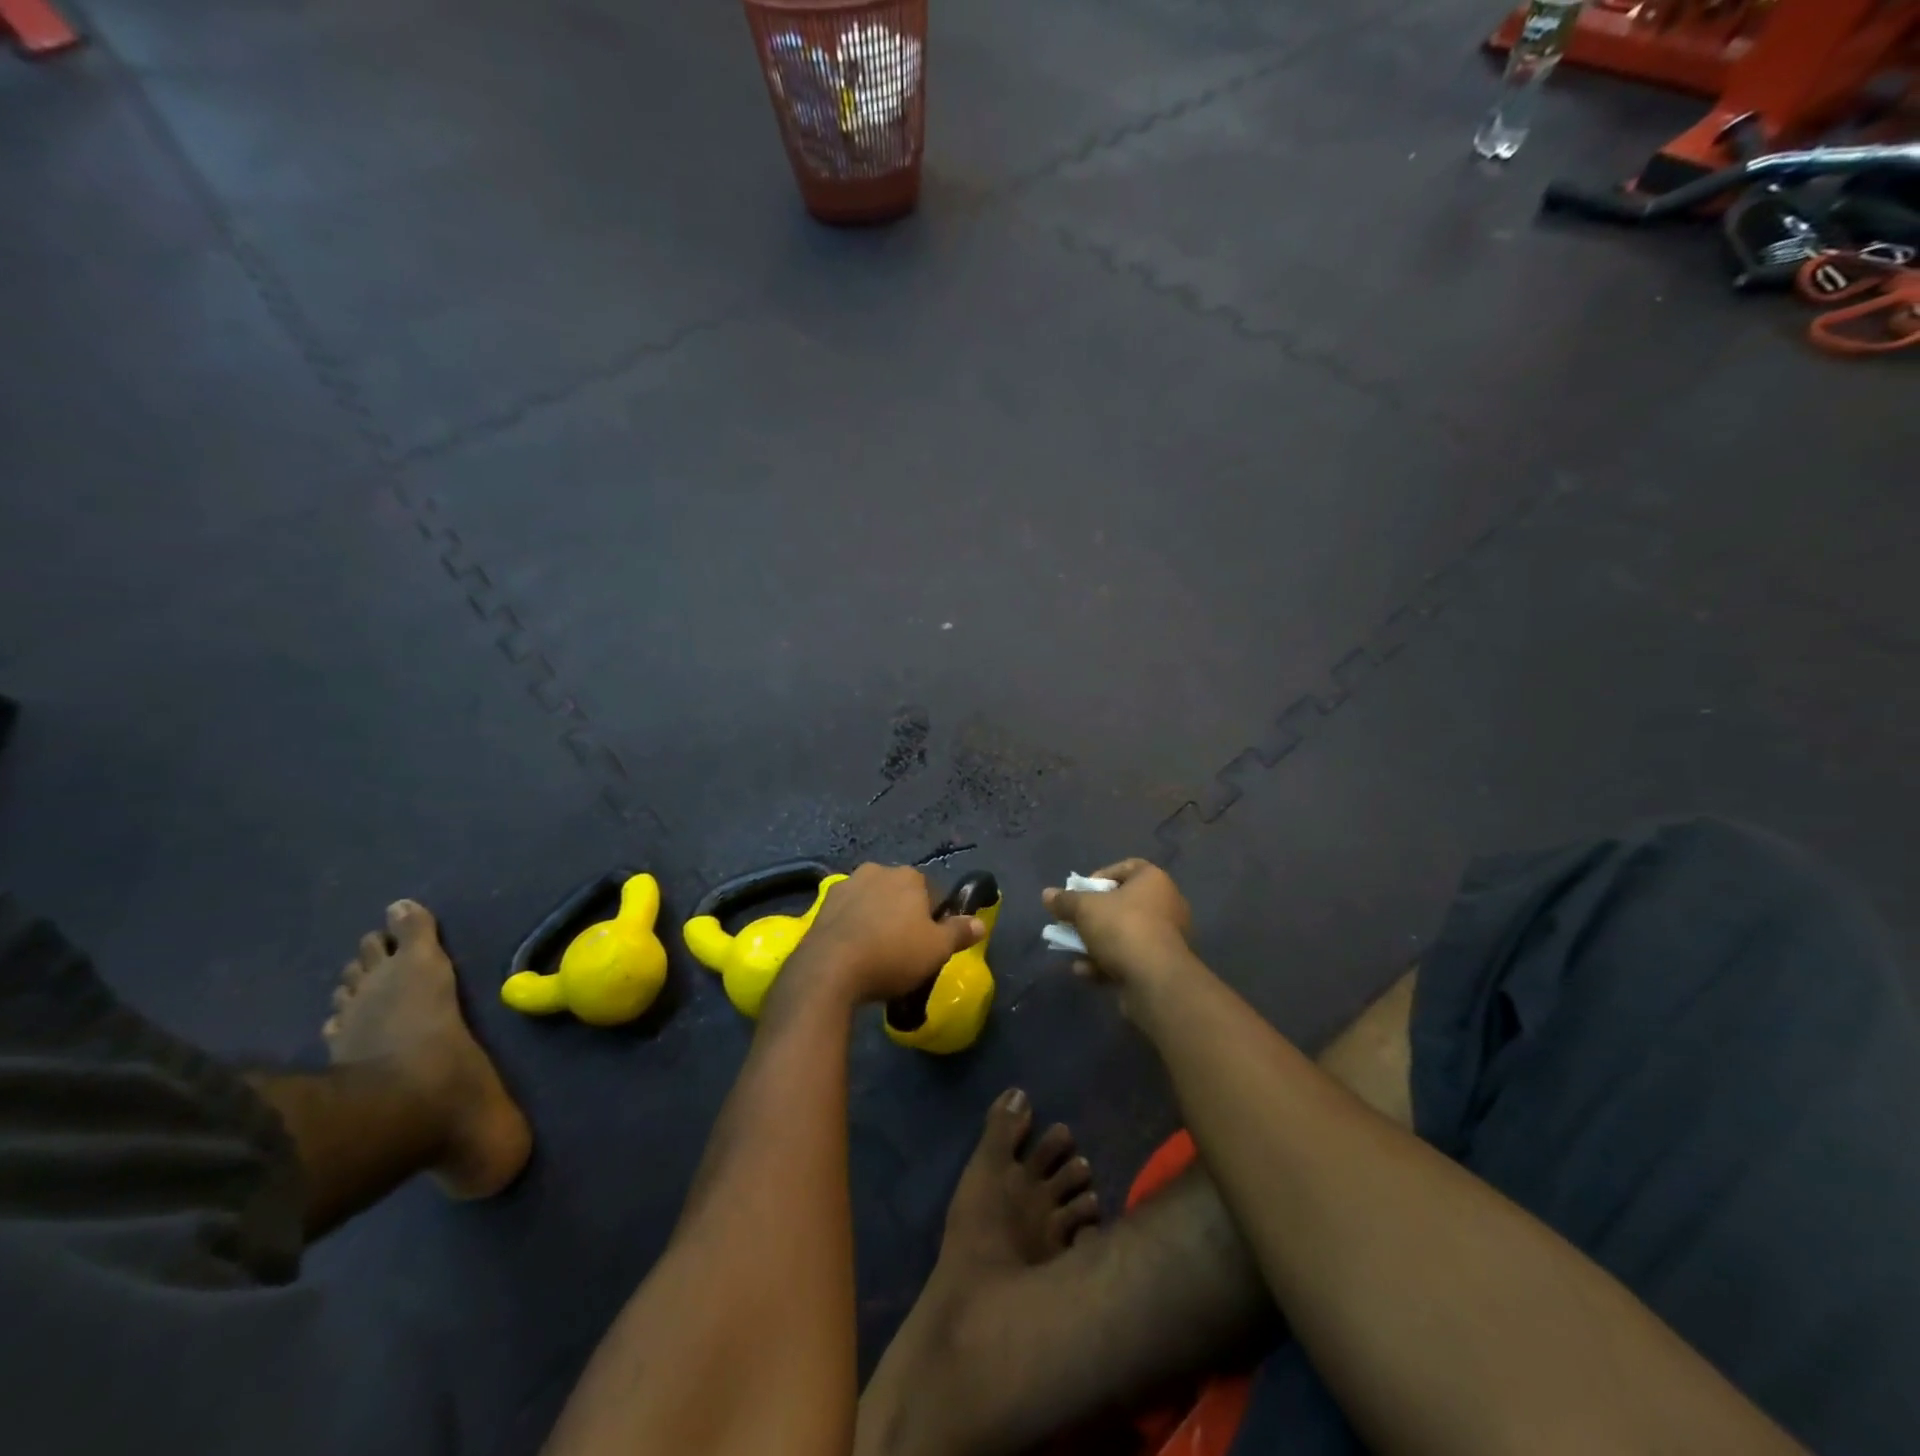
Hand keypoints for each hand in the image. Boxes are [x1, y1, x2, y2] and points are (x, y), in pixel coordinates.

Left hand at [787, 864, 983, 1005]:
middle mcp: (877, 870)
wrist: (829, 969)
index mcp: (908, 876)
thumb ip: (960, 932)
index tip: (929, 943)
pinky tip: (852, 952)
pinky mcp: (822, 905)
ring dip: (875, 918)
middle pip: (898, 893)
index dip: (933, 918)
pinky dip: (852, 926)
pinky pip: (846, 914)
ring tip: (875, 953)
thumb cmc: (892, 955)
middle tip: (903, 949)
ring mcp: (846, 885)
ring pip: (870, 901)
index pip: (931, 893)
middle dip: (902, 914)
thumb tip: (980, 923)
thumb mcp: (937, 949)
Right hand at [1042, 858, 1192, 995]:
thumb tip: (1047, 894)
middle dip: (1092, 916)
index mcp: (1153, 880)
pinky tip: (1085, 972)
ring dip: (1096, 943)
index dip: (1099, 877)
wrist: (1156, 980)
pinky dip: (1107, 963)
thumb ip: (1065, 900)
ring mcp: (1167, 937)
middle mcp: (1166, 904)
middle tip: (1072, 922)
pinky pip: (1130, 957)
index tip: (1081, 893)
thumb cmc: (1122, 928)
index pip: (1126, 867)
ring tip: (1073, 951)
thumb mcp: (1084, 909)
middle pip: (1122, 903)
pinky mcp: (1162, 966)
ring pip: (1124, 934)